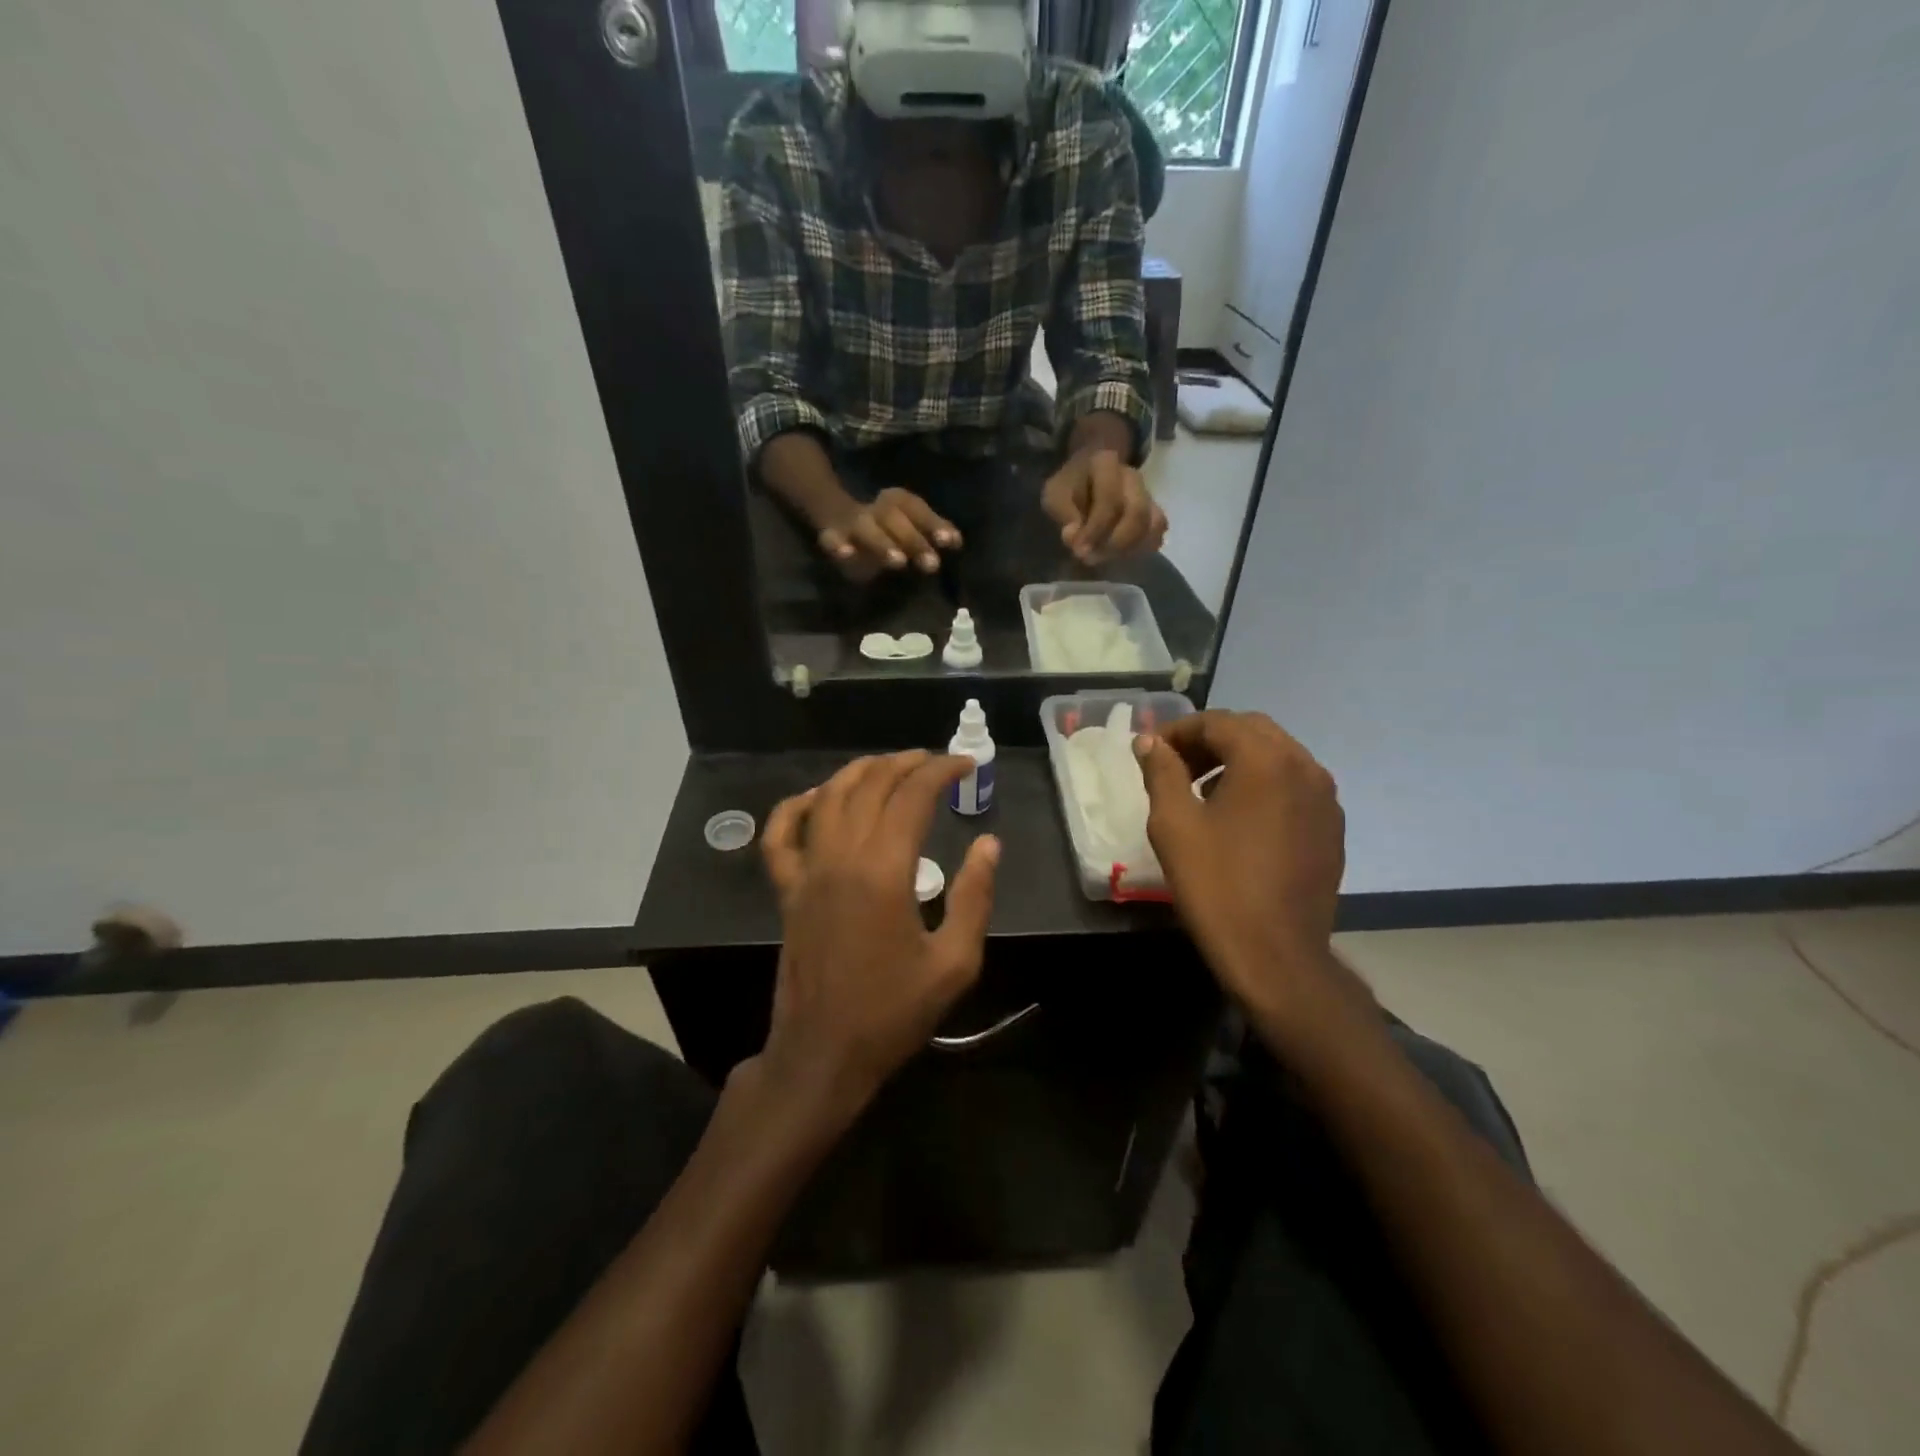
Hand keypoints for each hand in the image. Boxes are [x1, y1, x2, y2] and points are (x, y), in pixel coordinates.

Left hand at [759, 751, 1000, 1129]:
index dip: (941, 770)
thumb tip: (988, 844)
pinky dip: (795, 807)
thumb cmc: (892, 1012)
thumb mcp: (954, 963)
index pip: (912, 796)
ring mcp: (807, 872)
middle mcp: (840, 858)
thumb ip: (974, 897)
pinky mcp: (787, 891)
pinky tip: (817, 797)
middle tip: (935, 763)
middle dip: (905, 764)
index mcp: (883, 871)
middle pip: (870, 786)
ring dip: (860, 772)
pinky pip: (780, 836)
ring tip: (889, 766)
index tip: (967, 764)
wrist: (824, 1054)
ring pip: (828, 798)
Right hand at [816, 488, 960, 579]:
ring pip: (866, 528)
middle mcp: (874, 508)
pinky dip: (838, 547)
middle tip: (932, 565)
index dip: (933, 523)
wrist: (832, 511)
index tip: (951, 542)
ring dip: (883, 544)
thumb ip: (932, 530)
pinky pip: (831, 540)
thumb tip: (957, 541)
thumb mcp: (909, 522)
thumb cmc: (884, 525)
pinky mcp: (831, 536)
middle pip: (893, 517)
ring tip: (899, 562)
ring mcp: (851, 522)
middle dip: (913, 540)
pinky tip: (846, 554)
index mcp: (894, 501)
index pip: (916, 507)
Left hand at [1042, 448, 1167, 564]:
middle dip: (1115, 543)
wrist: (1085, 476)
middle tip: (1093, 558)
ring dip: (1130, 549)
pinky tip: (1120, 556)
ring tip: (1106, 558)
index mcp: (1106, 464)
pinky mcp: (1153, 512)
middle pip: (1137, 514)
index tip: (1080, 551)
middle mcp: (1132, 477)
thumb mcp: (1055, 495)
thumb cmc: (1069, 486)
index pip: (1110, 500)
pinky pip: (1157, 533)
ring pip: (1154, 524)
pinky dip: (1142, 549)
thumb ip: (1064, 514)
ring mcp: (1147, 494)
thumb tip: (1076, 537)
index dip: (1095, 530)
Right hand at [1135, 712, 1362, 1024]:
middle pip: (1252, 731)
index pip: (1217, 722)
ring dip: (1237, 760)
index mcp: (1267, 760)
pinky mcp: (1331, 827)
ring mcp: (1325, 799)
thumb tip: (1150, 742)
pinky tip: (1239, 819)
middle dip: (1209, 741)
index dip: (1178, 732)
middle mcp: (1305, 767)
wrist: (1275, 955)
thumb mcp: (1174, 824)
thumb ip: (1162, 772)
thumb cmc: (1216, 885)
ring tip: (1203, 792)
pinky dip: (1263, 785)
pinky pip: (1294, 786)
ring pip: (1277, 756)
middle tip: (1175, 767)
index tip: (1151, 753)